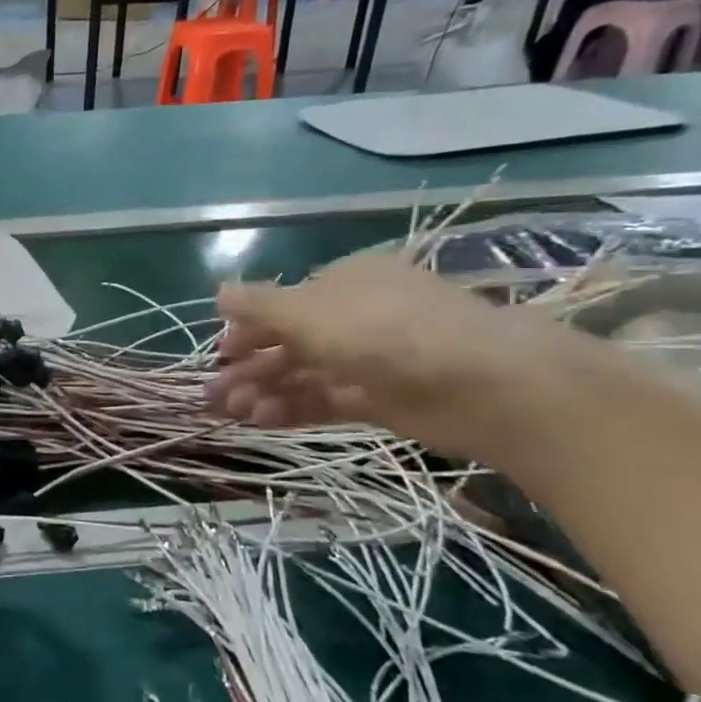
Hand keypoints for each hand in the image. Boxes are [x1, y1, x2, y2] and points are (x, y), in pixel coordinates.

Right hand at [206, 253, 588, 458]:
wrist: (486, 385)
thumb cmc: (386, 332)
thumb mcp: (309, 312)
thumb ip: (259, 306)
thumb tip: (219, 293)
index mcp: (343, 282)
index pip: (284, 303)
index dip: (248, 328)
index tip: (220, 353)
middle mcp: (356, 316)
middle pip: (290, 341)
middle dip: (249, 367)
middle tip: (214, 394)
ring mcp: (372, 359)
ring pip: (305, 373)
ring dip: (266, 390)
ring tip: (233, 413)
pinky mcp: (384, 399)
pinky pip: (327, 399)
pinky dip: (294, 408)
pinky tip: (264, 420)